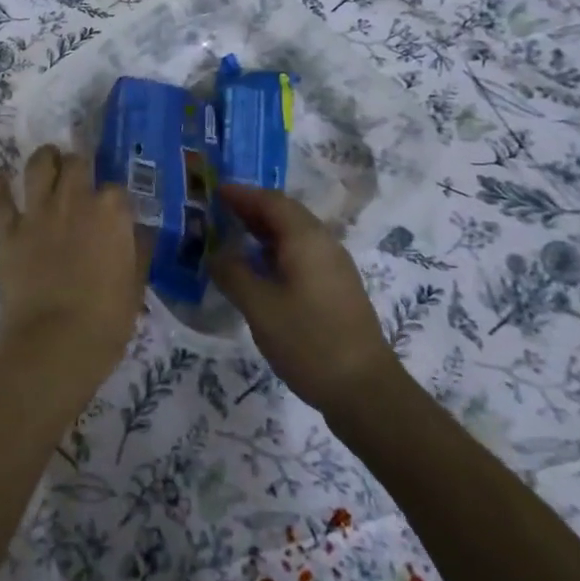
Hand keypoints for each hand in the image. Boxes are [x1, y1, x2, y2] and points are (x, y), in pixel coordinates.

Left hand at [0, 146, 145, 402]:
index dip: (114, 197)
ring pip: (38, 165)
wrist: (54, 344)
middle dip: (79, 165)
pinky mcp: (7, 230)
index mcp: (112, 213)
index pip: (117, 188)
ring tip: (47, 159)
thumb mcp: (135, 287)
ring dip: (44, 158)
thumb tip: (140, 233)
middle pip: (77, 163)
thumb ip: (138, 252)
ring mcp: (38, 212)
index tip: (113, 207)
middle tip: (79, 175)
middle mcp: (75, 200)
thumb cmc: (106, 321)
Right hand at [211, 184, 402, 418]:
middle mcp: (324, 244)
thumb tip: (216, 254)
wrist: (364, 389)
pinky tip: (260, 270)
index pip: (271, 201)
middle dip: (252, 209)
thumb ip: (233, 273)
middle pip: (285, 214)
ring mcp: (334, 267)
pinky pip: (302, 254)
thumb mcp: (259, 307)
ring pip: (295, 235)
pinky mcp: (337, 289)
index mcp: (306, 239)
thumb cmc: (308, 341)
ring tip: (234, 237)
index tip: (214, 191)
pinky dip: (277, 251)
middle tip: (219, 211)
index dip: (242, 194)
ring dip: (264, 230)